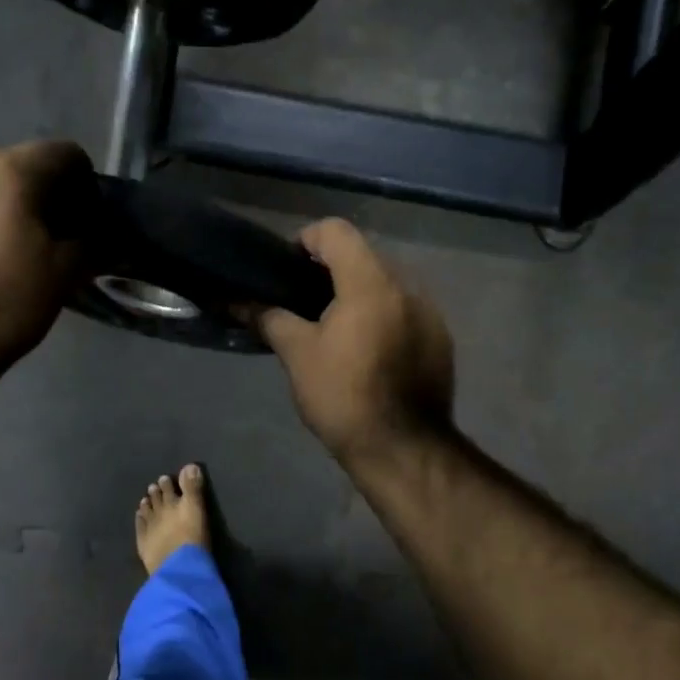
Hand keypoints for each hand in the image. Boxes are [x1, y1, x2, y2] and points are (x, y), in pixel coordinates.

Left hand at [0, 141, 89, 371]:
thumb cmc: (6, 305)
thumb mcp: (65, 275)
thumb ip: (89, 240)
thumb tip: (96, 231)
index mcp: (8, 171)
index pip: (62, 152)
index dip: (80, 180)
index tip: (80, 214)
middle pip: (9, 165)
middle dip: (27, 192)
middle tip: (33, 235)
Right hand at [256, 219, 454, 463]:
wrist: (403, 448)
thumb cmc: (344, 396)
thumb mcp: (298, 355)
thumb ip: (269, 318)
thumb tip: (238, 301)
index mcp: (370, 282)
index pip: (336, 231)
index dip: (305, 240)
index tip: (287, 269)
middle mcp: (407, 286)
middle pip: (363, 254)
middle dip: (330, 269)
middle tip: (304, 301)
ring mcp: (430, 312)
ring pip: (386, 282)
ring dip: (358, 292)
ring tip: (334, 327)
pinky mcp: (441, 338)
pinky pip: (405, 308)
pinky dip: (382, 314)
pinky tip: (366, 349)